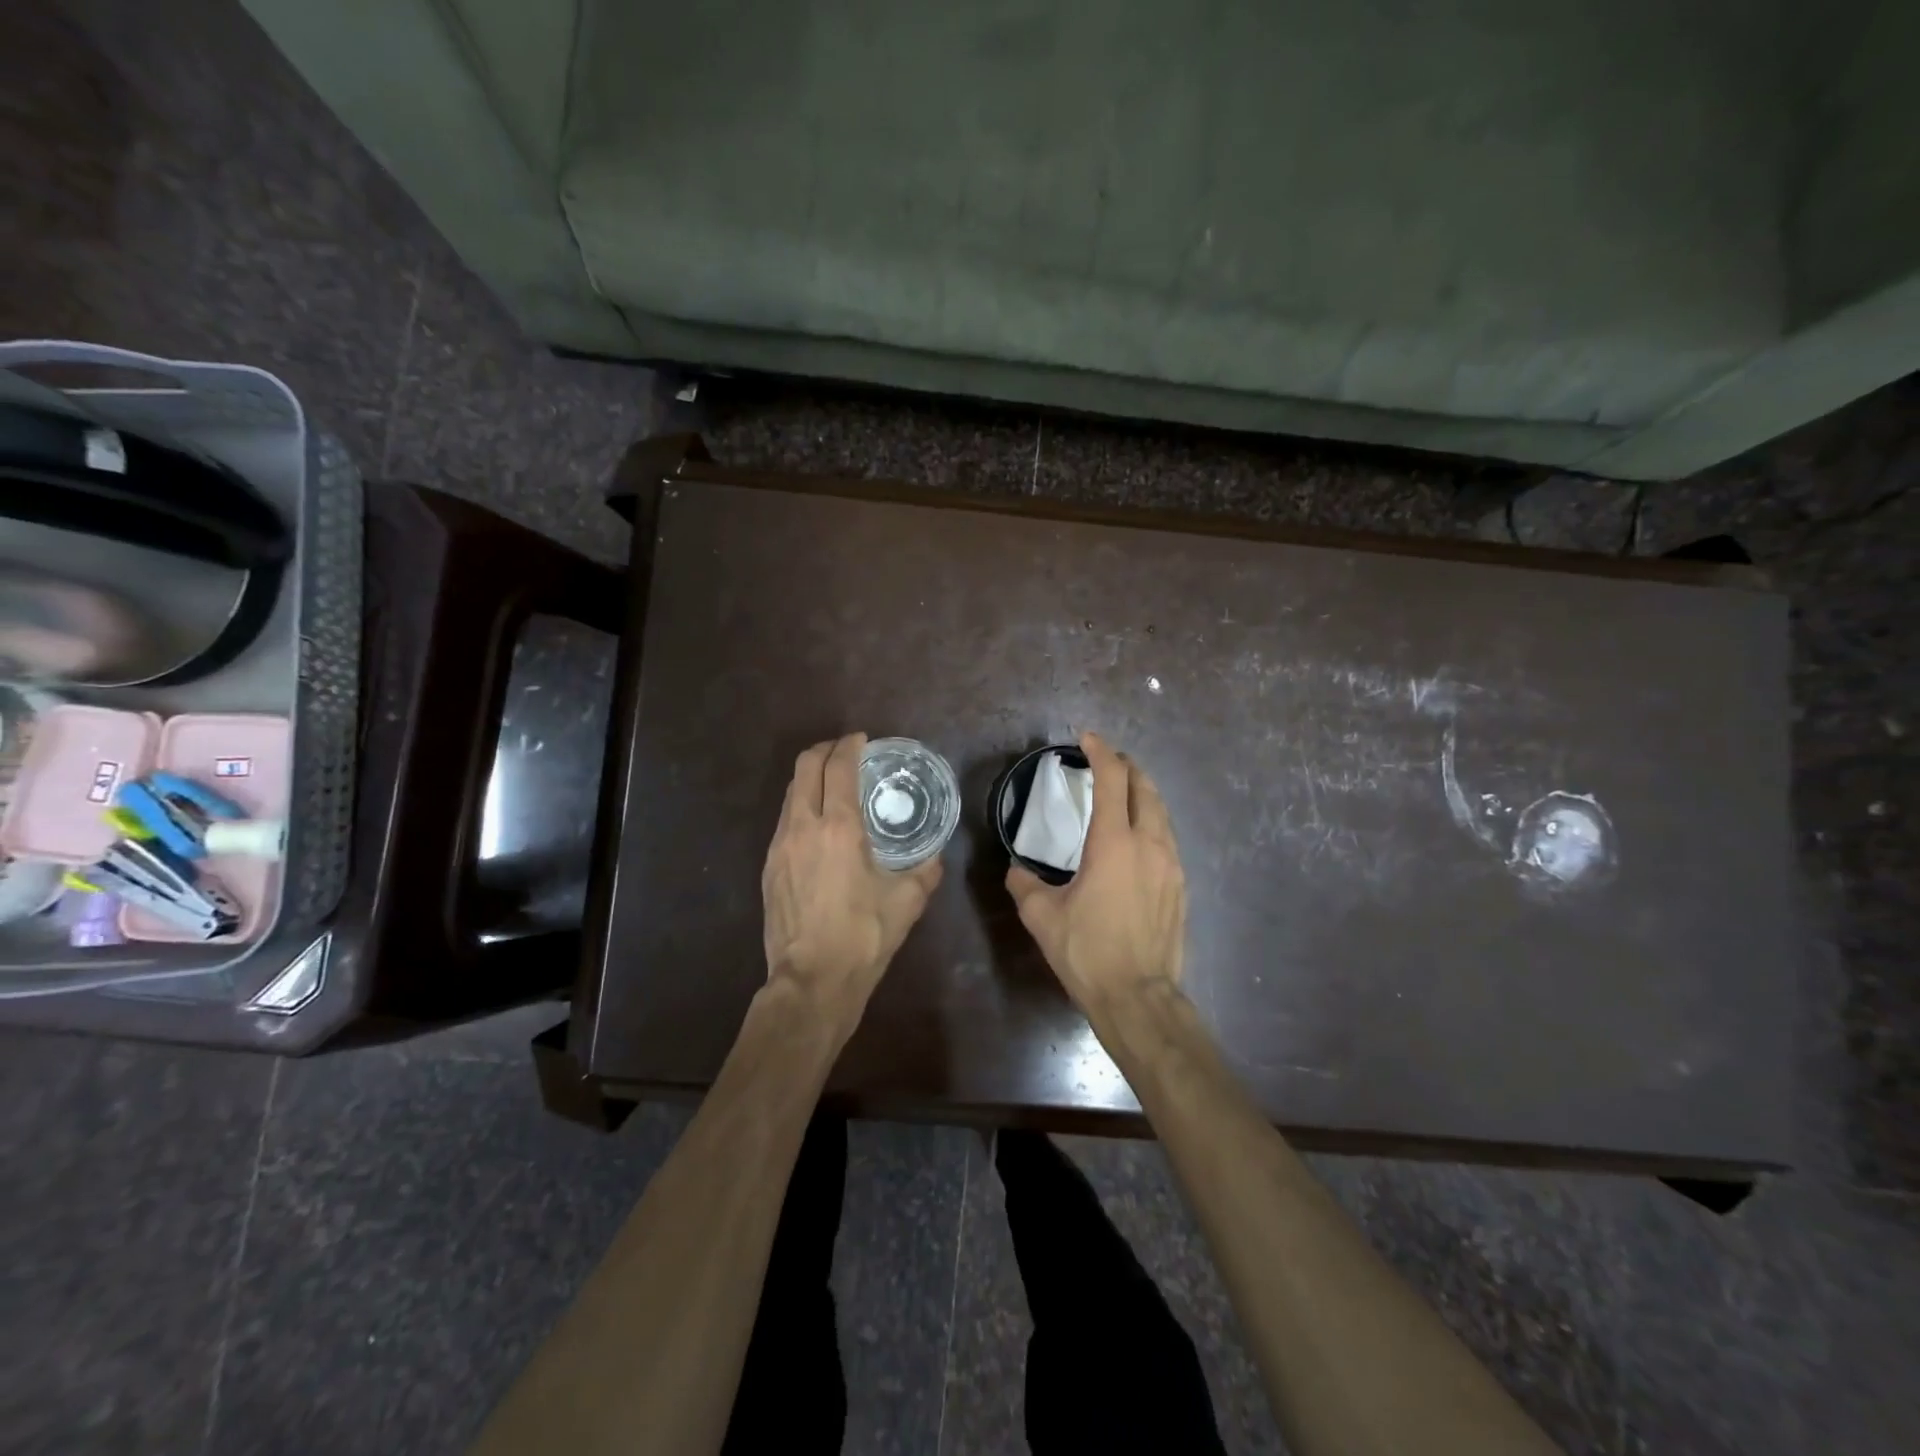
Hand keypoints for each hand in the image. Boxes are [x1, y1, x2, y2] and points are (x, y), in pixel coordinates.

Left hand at [762, 733, 942, 1029]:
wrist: (812, 981)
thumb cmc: (864, 936)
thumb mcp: (908, 901)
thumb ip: (926, 870)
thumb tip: (935, 855)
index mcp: (838, 828)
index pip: (838, 767)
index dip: (849, 745)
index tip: (862, 739)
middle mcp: (803, 827)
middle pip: (804, 767)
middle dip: (824, 750)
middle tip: (846, 752)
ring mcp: (779, 846)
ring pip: (790, 793)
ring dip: (810, 778)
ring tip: (833, 786)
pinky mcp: (769, 867)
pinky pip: (784, 820)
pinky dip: (801, 806)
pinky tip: (819, 826)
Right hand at [1006, 732, 1186, 1011]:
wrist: (1139, 997)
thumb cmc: (1087, 952)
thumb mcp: (1042, 917)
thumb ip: (1024, 884)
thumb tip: (1016, 870)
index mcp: (1113, 843)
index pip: (1112, 780)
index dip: (1100, 752)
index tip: (1087, 739)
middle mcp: (1149, 844)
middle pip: (1145, 788)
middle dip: (1127, 767)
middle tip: (1108, 761)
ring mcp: (1171, 865)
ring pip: (1162, 813)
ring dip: (1143, 794)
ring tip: (1125, 793)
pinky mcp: (1181, 887)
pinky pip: (1168, 840)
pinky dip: (1152, 823)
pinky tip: (1139, 839)